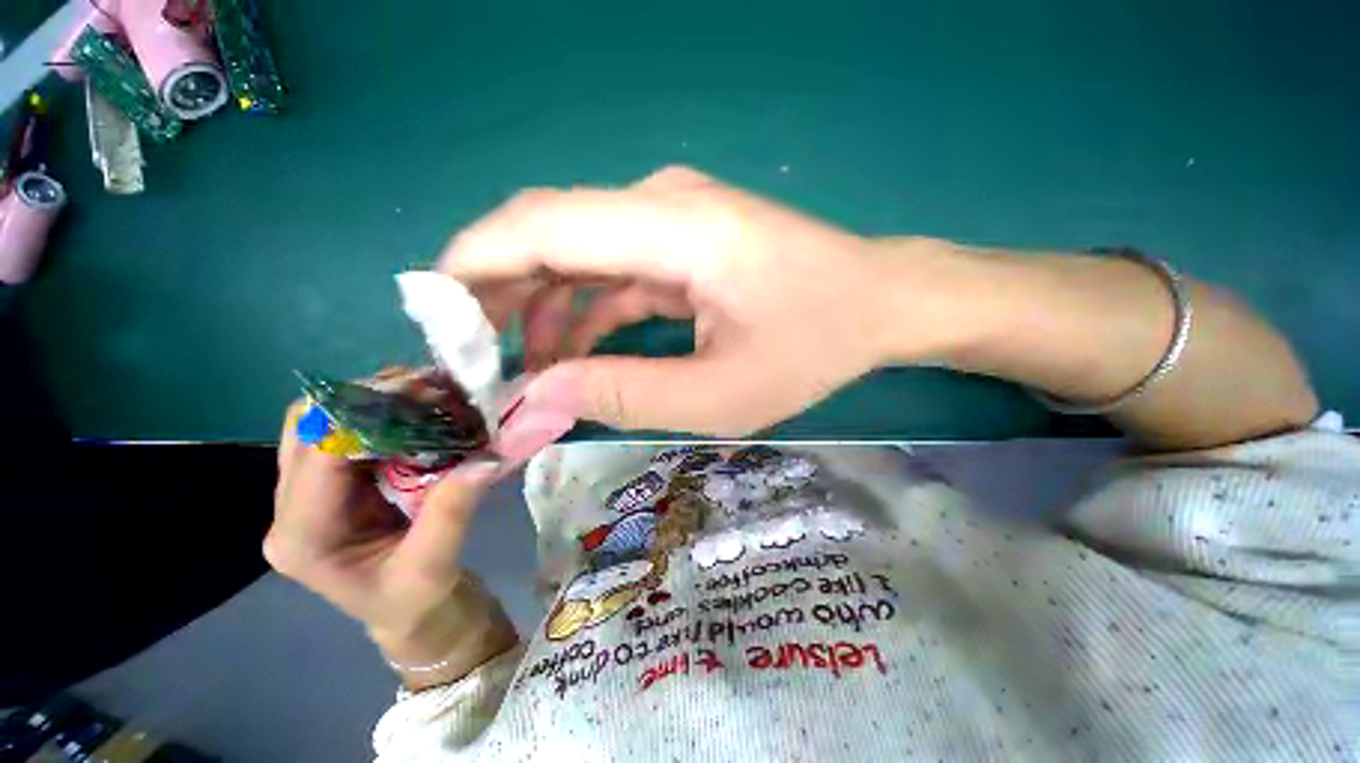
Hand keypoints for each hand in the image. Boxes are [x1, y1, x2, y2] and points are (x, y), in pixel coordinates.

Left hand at [267, 404, 517, 688]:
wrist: (408, 612)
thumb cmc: (415, 599)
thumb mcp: (435, 565)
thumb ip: (452, 512)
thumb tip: (486, 458)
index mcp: (304, 537)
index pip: (319, 455)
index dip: (365, 415)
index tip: (424, 393)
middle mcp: (291, 509)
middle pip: (307, 428)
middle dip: (366, 398)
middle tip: (427, 387)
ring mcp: (308, 492)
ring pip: (323, 422)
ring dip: (373, 400)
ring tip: (427, 391)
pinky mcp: (333, 483)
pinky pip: (346, 432)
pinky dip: (382, 413)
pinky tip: (419, 408)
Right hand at [439, 166, 969, 435]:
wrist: (877, 303)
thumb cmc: (814, 347)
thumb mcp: (718, 395)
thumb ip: (622, 395)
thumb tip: (535, 404)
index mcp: (674, 228)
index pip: (541, 226)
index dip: (475, 266)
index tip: (437, 320)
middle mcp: (663, 204)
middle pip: (549, 232)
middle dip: (500, 293)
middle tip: (474, 357)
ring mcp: (673, 218)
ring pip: (577, 253)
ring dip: (542, 307)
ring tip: (522, 367)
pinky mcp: (683, 240)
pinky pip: (612, 268)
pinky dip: (584, 308)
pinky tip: (575, 349)